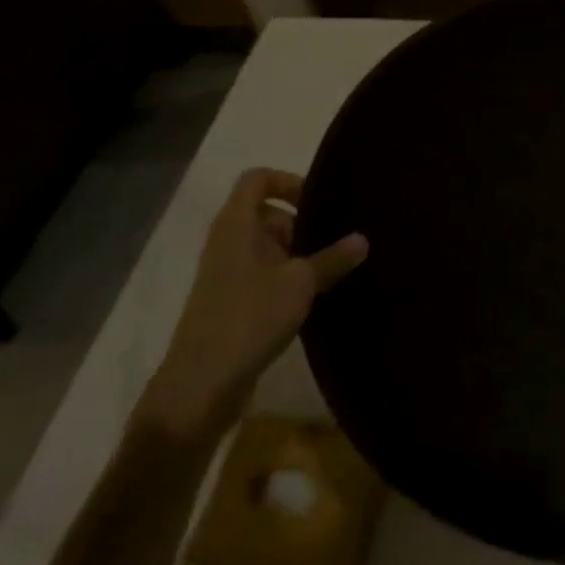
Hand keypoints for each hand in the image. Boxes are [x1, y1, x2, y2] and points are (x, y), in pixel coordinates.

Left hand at [139, 168, 367, 440]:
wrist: (201, 385)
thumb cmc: (249, 318)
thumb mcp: (300, 283)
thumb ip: (333, 258)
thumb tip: (363, 238)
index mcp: (236, 225)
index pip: (258, 179)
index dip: (289, 182)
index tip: (321, 203)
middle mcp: (228, 242)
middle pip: (268, 214)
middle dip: (303, 225)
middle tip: (338, 241)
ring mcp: (227, 274)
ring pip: (269, 247)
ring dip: (300, 255)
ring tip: (336, 269)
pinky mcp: (232, 302)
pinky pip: (265, 275)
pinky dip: (290, 279)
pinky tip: (317, 296)